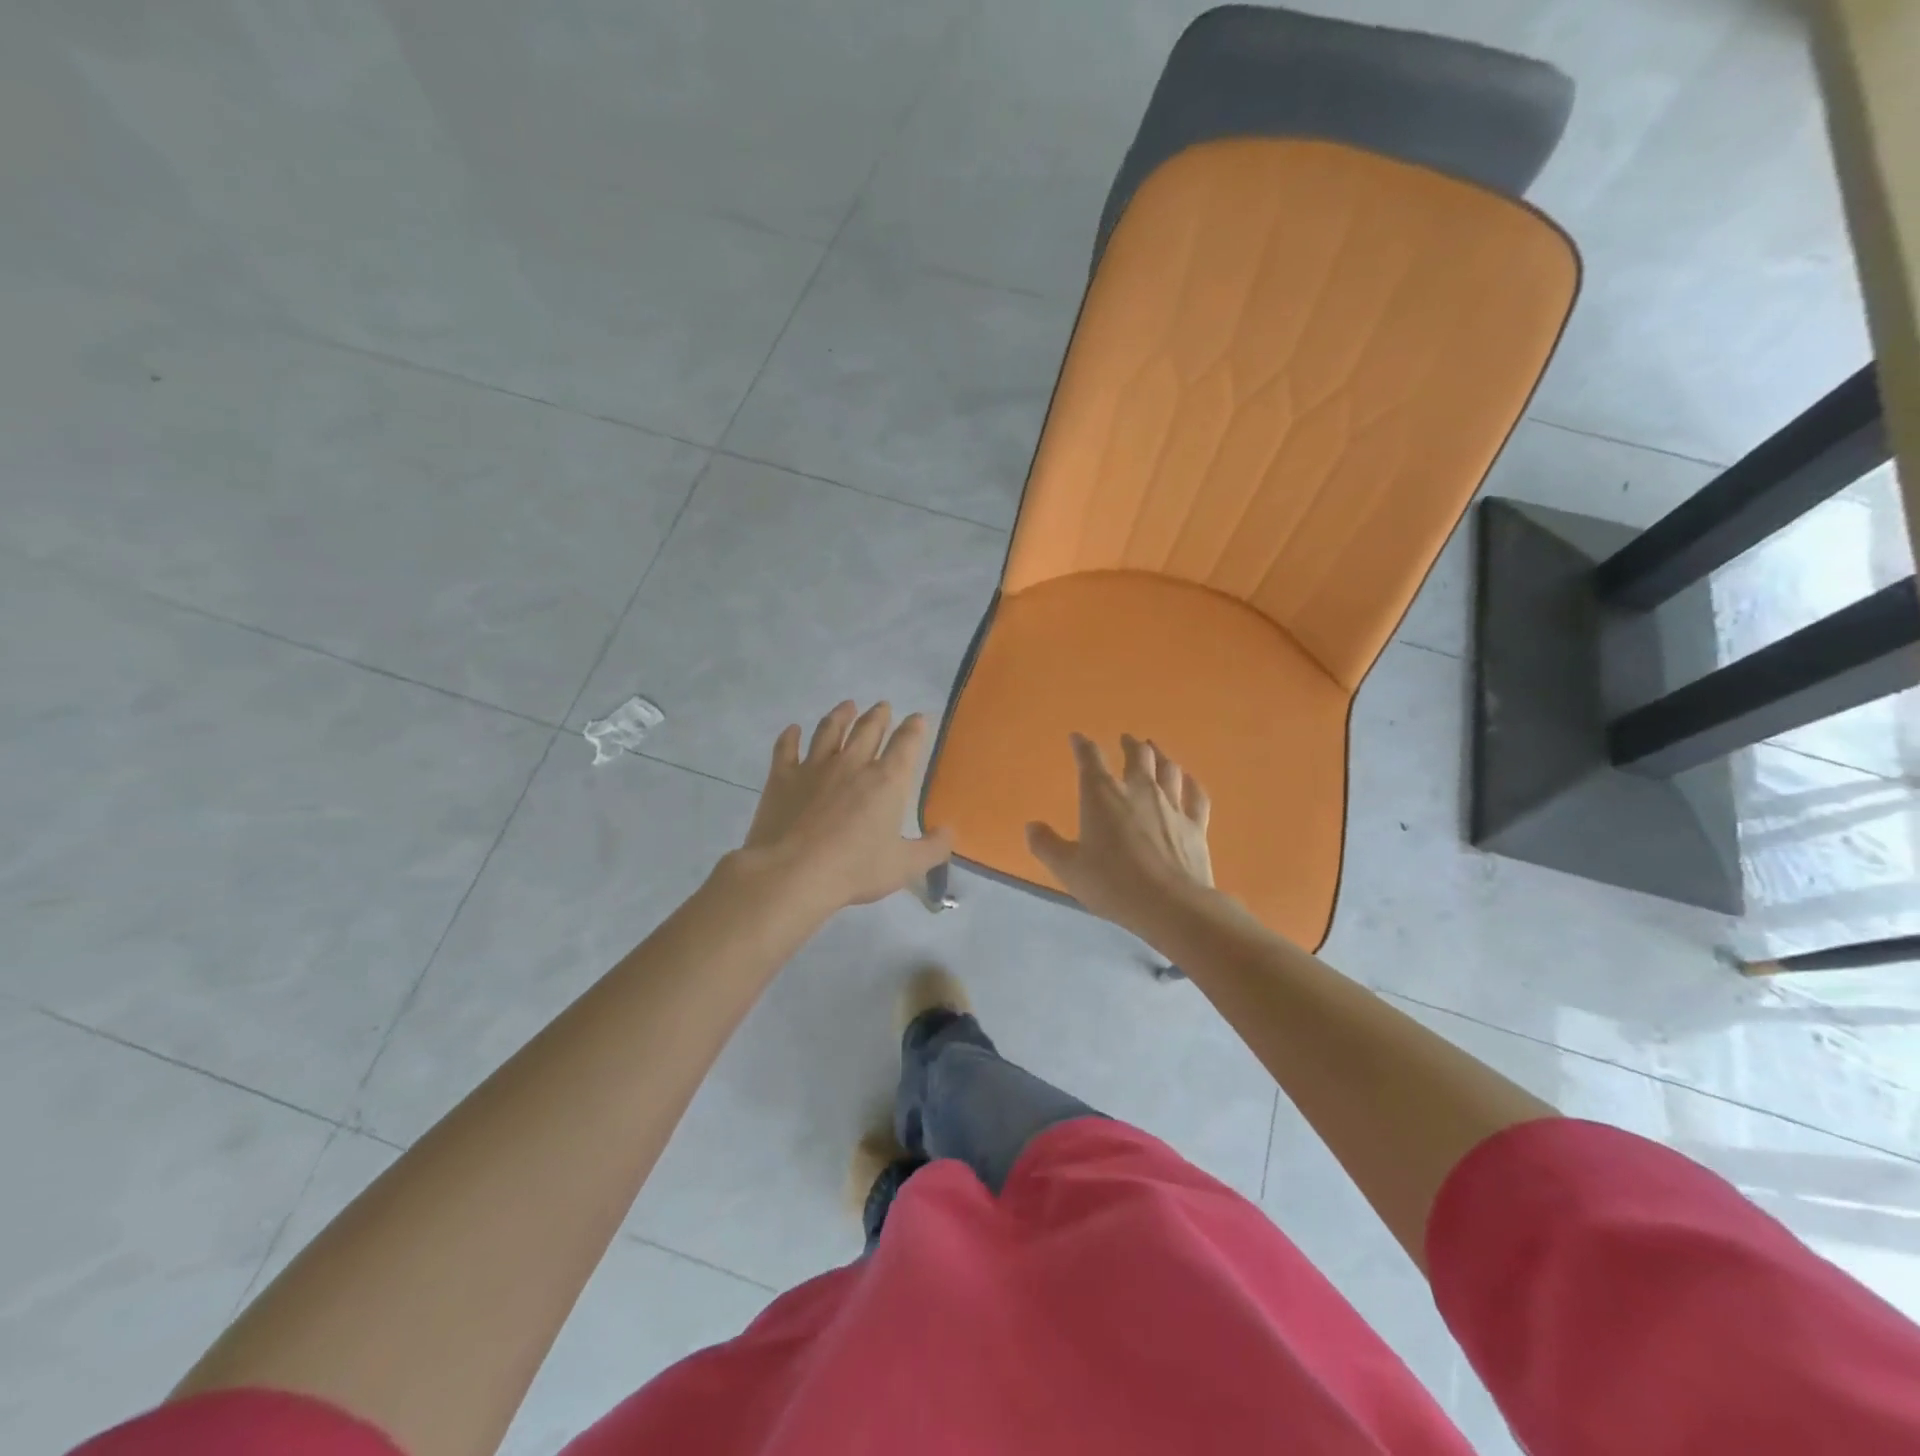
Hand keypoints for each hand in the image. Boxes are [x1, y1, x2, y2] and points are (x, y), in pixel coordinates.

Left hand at [739, 700, 953, 912]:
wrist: (792, 873)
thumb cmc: (855, 870)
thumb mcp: (905, 866)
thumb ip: (933, 848)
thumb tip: (950, 832)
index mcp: (886, 781)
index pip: (906, 744)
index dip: (914, 728)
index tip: (918, 718)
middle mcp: (852, 764)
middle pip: (868, 729)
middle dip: (878, 715)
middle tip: (882, 706)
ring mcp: (814, 767)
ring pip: (829, 731)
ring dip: (840, 716)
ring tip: (847, 706)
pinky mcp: (782, 778)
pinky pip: (786, 749)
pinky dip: (790, 737)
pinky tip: (792, 729)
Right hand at [1026, 734, 1212, 933]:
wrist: (1171, 905)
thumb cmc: (1113, 884)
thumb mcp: (1068, 869)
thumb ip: (1047, 845)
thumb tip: (1031, 826)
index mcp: (1102, 796)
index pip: (1090, 760)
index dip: (1082, 746)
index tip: (1078, 738)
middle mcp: (1139, 791)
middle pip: (1137, 756)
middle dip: (1130, 744)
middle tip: (1127, 739)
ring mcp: (1171, 806)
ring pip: (1168, 769)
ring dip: (1160, 756)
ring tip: (1155, 750)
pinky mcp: (1196, 825)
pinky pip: (1196, 796)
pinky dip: (1191, 784)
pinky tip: (1189, 781)